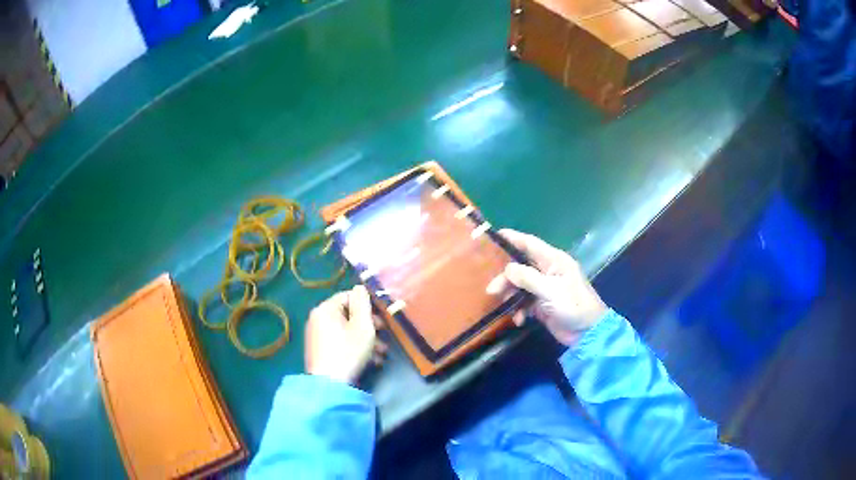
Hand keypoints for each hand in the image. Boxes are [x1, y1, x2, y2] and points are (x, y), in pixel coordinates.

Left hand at [305, 286, 386, 383]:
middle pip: (349, 315)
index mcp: (326, 309)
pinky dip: (356, 348)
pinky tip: (371, 362)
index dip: (368, 306)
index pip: (349, 296)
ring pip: (347, 331)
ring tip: (382, 354)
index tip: (383, 319)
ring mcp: (317, 336)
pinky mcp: (320, 351)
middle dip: (370, 326)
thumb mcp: (363, 325)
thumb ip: (363, 303)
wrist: (330, 385)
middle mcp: (318, 319)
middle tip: (385, 337)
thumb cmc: (349, 351)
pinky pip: (341, 343)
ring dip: (366, 340)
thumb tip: (360, 286)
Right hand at [487, 229, 607, 345]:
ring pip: (520, 285)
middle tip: (491, 290)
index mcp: (554, 261)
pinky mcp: (542, 304)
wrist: (587, 332)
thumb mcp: (550, 290)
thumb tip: (508, 268)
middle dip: (506, 277)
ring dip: (511, 295)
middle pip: (521, 266)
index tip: (494, 236)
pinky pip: (524, 302)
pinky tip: (519, 319)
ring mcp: (545, 288)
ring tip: (505, 307)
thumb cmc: (573, 306)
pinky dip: (519, 309)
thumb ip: (528, 278)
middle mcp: (548, 271)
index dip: (513, 238)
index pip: (530, 244)